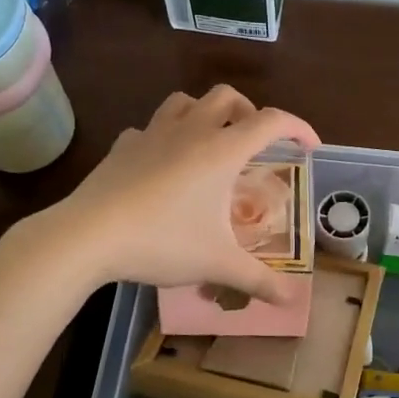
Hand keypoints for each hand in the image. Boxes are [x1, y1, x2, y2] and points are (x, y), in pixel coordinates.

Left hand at [55, 86, 321, 303]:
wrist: (88, 236)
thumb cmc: (162, 241)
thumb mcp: (218, 263)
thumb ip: (258, 280)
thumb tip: (291, 300)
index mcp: (222, 150)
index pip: (272, 121)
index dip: (298, 127)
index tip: (310, 146)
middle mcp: (192, 131)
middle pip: (228, 97)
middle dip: (249, 112)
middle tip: (254, 143)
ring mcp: (153, 134)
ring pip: (185, 101)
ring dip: (205, 113)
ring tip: (211, 142)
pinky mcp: (123, 146)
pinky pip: (150, 129)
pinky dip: (165, 137)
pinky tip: (163, 163)